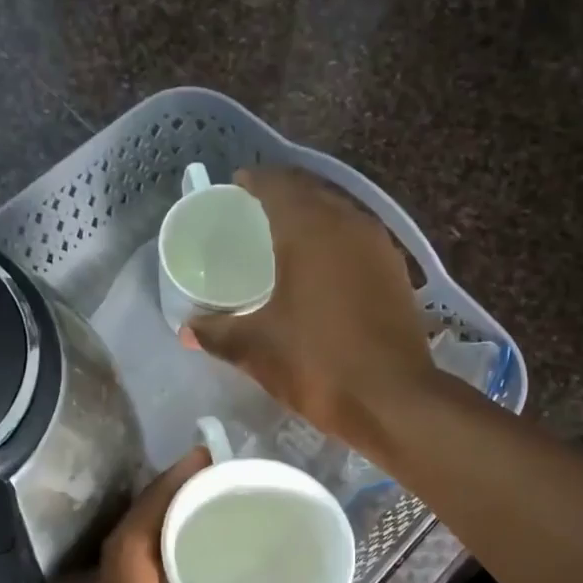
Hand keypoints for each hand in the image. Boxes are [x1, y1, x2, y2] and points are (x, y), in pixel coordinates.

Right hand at [181, 165, 433, 447]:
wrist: (393, 400)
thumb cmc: (317, 364)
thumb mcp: (256, 349)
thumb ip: (217, 333)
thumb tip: (186, 330)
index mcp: (310, 230)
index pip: (277, 185)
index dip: (253, 182)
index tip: (234, 189)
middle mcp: (348, 225)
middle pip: (310, 193)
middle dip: (281, 196)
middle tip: (253, 215)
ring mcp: (379, 248)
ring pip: (339, 215)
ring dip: (312, 218)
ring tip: (284, 238)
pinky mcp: (396, 273)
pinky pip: (357, 240)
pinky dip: (335, 243)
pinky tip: (321, 269)